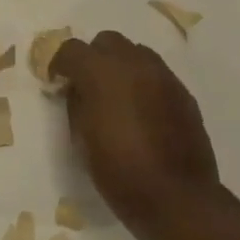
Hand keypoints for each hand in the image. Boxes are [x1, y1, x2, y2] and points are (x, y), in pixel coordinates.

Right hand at [50, 31, 225, 233]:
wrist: (176, 197)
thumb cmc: (118, 171)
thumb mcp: (81, 139)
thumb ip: (76, 104)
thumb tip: (77, 90)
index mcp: (101, 72)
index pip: (71, 49)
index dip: (59, 64)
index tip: (56, 82)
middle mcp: (133, 63)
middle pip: (107, 41)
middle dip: (93, 57)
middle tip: (87, 85)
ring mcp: (163, 75)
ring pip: (135, 52)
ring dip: (120, 66)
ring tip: (116, 96)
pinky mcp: (183, 92)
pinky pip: (156, 73)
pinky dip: (143, 82)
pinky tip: (141, 110)